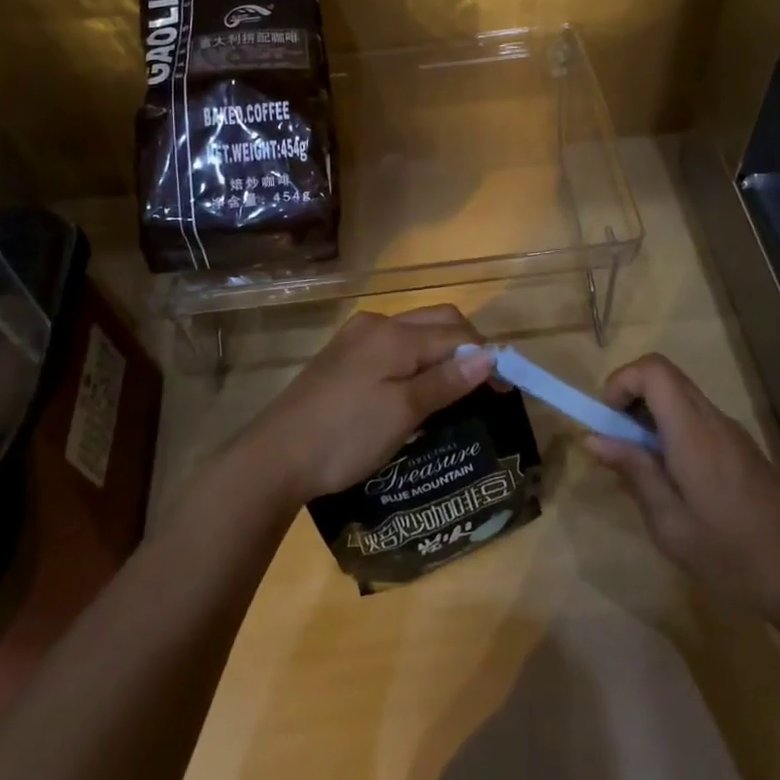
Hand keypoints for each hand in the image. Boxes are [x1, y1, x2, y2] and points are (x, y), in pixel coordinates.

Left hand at [241, 306, 496, 505]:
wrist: (274, 457)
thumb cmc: (344, 436)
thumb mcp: (402, 413)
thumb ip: (446, 380)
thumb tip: (490, 355)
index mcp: (394, 334)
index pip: (456, 333)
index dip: (485, 357)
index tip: (505, 389)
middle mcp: (377, 323)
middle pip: (437, 322)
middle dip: (465, 346)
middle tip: (482, 387)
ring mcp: (356, 337)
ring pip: (414, 332)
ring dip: (440, 351)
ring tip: (454, 389)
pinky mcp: (342, 355)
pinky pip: (393, 346)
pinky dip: (415, 358)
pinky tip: (415, 388)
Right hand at [586, 353, 779, 618]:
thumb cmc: (730, 556)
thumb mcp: (670, 524)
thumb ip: (634, 472)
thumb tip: (594, 437)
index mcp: (693, 432)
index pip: (653, 370)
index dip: (621, 381)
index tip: (607, 421)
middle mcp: (713, 419)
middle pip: (665, 376)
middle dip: (631, 397)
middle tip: (617, 442)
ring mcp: (731, 431)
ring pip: (681, 396)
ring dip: (651, 415)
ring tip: (642, 466)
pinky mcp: (741, 447)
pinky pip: (697, 418)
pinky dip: (672, 429)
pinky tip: (674, 479)